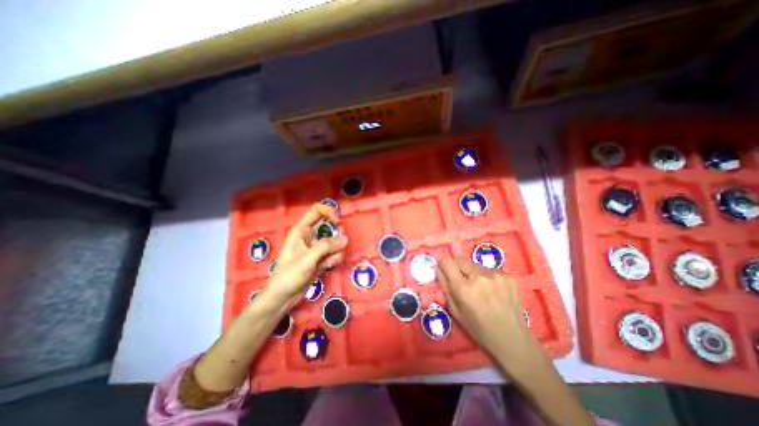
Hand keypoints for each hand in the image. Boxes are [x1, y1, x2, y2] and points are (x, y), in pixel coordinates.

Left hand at [260, 205, 345, 307]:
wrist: (282, 298)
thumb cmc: (289, 276)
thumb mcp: (307, 259)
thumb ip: (326, 247)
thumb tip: (345, 239)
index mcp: (301, 230)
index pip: (317, 211)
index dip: (329, 213)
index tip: (338, 223)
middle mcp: (309, 236)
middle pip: (329, 226)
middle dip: (336, 235)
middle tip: (338, 246)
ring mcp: (316, 248)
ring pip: (334, 241)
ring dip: (336, 250)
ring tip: (328, 262)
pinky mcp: (321, 258)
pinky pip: (334, 253)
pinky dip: (334, 259)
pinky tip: (328, 267)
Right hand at [436, 256, 549, 372]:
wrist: (513, 339)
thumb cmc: (479, 329)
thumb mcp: (456, 311)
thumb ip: (445, 287)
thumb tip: (438, 268)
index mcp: (464, 288)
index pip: (447, 262)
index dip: (443, 264)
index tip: (445, 270)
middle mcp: (479, 277)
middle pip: (460, 260)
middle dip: (457, 267)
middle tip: (461, 280)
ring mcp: (496, 275)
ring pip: (475, 265)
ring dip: (472, 273)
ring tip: (480, 288)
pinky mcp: (508, 275)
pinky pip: (489, 270)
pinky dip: (487, 277)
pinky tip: (493, 291)